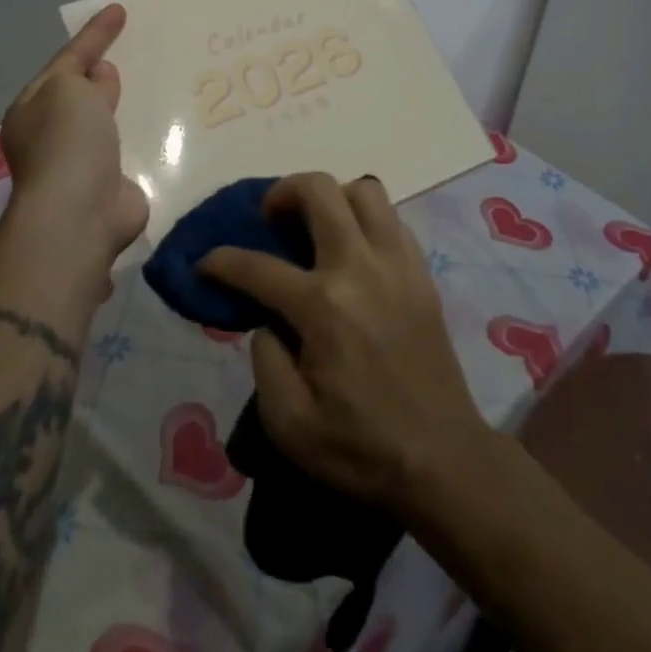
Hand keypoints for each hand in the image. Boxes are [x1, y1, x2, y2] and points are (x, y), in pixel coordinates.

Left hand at [0, 4, 149, 271]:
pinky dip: (140, 133)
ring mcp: (80, 161)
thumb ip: (85, 75)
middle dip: (103, 72)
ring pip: (105, 120)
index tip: (119, 10)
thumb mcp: (68, 89)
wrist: (79, 213)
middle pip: (81, 92)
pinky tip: (163, 122)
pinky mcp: (110, 183)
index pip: (67, 60)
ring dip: (122, 104)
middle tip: (135, 49)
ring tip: (155, 80)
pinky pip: (127, 146)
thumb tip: (101, 76)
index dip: (94, 34)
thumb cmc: (67, 141)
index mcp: (32, 108)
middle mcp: (51, 134)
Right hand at [198, 173, 490, 514]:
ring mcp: (397, 265)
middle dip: (282, 192)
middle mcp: (360, 268)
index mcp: (323, 307)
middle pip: (319, 190)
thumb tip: (267, 321)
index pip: (258, 266)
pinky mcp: (422, 274)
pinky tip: (354, 251)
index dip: (221, 261)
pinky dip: (366, 220)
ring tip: (316, 227)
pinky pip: (391, 219)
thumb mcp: (290, 425)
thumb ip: (264, 361)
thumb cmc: (362, 448)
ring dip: (332, 197)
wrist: (445, 462)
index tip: (205, 263)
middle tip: (270, 218)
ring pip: (364, 190)